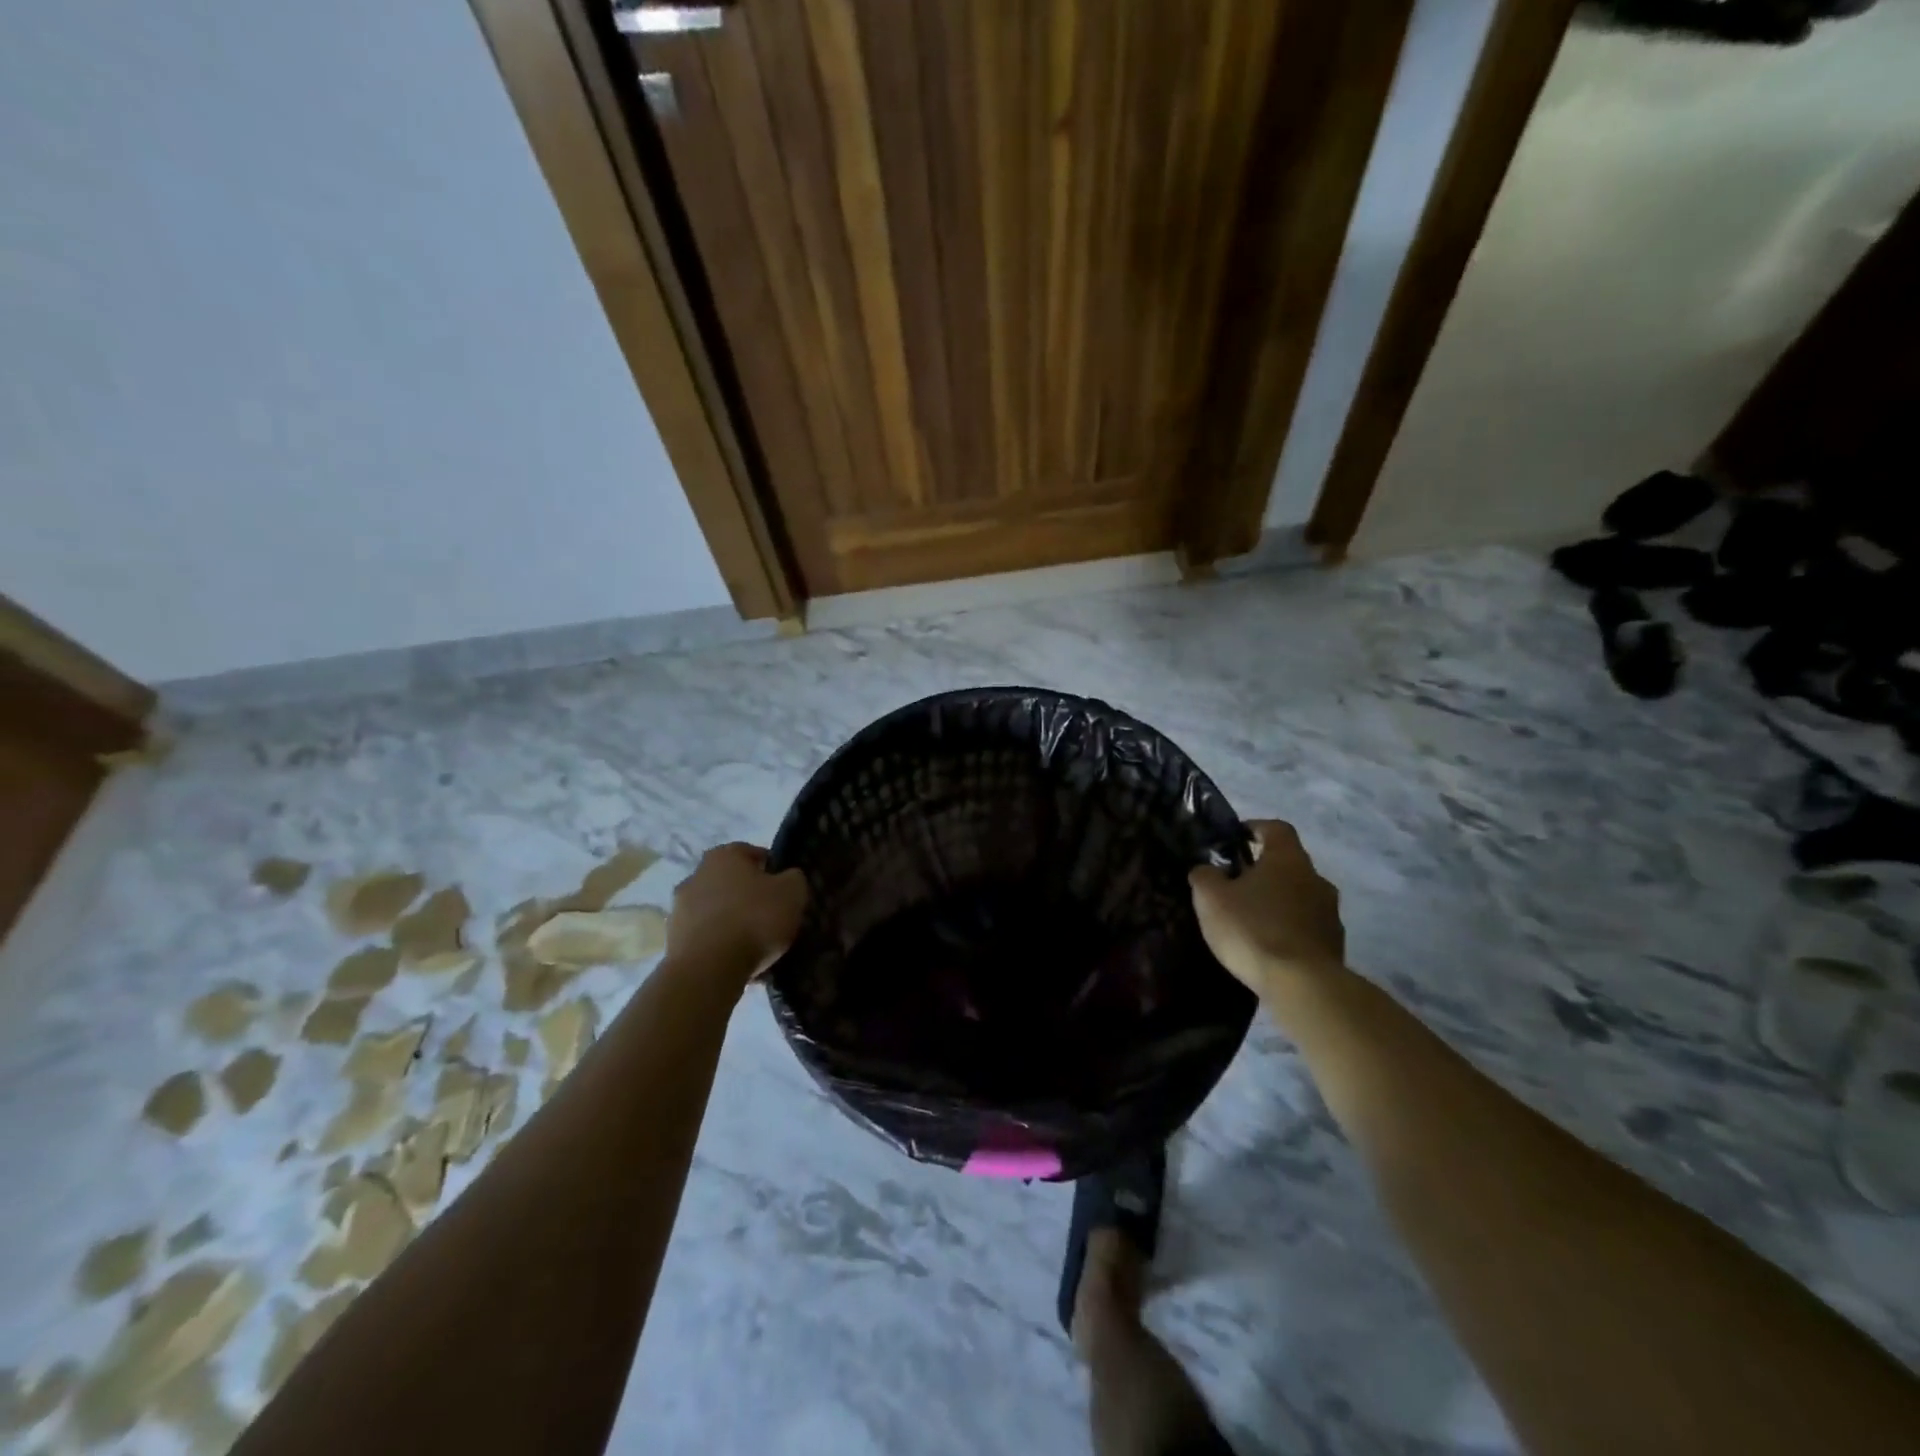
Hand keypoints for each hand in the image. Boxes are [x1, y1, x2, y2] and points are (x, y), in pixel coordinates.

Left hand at [666, 842, 807, 985]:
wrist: (709, 968)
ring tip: (752, 943)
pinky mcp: (672, 939)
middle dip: (747, 895)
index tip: (784, 890)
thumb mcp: (792, 892)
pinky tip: (735, 959)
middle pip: (730, 881)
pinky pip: (704, 935)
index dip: (771, 869)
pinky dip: (718, 942)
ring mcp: (679, 907)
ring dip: (731, 919)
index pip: (752, 853)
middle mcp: (696, 874)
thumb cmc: (754, 919)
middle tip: (768, 915)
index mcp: (724, 855)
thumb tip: (788, 877)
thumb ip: (793, 878)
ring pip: (715, 908)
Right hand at [1190, 820, 1345, 993]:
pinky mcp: (1335, 944)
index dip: (1255, 828)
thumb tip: (1207, 870)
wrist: (1302, 985)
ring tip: (1252, 920)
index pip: (1276, 828)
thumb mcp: (1211, 898)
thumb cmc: (1253, 929)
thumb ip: (1205, 876)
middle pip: (1289, 864)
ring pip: (1299, 896)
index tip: (1236, 839)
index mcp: (1288, 859)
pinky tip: (1270, 946)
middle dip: (1263, 871)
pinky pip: (1307, 926)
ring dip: (1278, 901)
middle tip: (1236, 885)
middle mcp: (1316, 878)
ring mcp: (1330, 913)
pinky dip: (1289, 929)